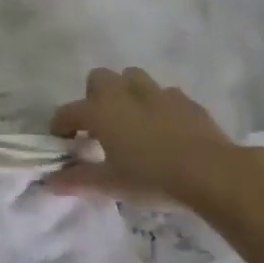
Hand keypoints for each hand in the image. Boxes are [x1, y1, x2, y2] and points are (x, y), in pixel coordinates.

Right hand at [47, 67, 263, 216]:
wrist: (211, 172)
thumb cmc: (152, 177)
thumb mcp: (110, 184)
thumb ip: (79, 180)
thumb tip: (51, 182)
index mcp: (100, 111)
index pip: (68, 112)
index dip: (60, 127)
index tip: (63, 144)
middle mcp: (124, 93)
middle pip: (98, 78)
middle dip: (94, 96)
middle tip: (99, 126)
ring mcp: (157, 93)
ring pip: (132, 78)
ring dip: (126, 93)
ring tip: (131, 121)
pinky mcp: (185, 100)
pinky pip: (164, 94)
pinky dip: (157, 106)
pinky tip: (164, 129)